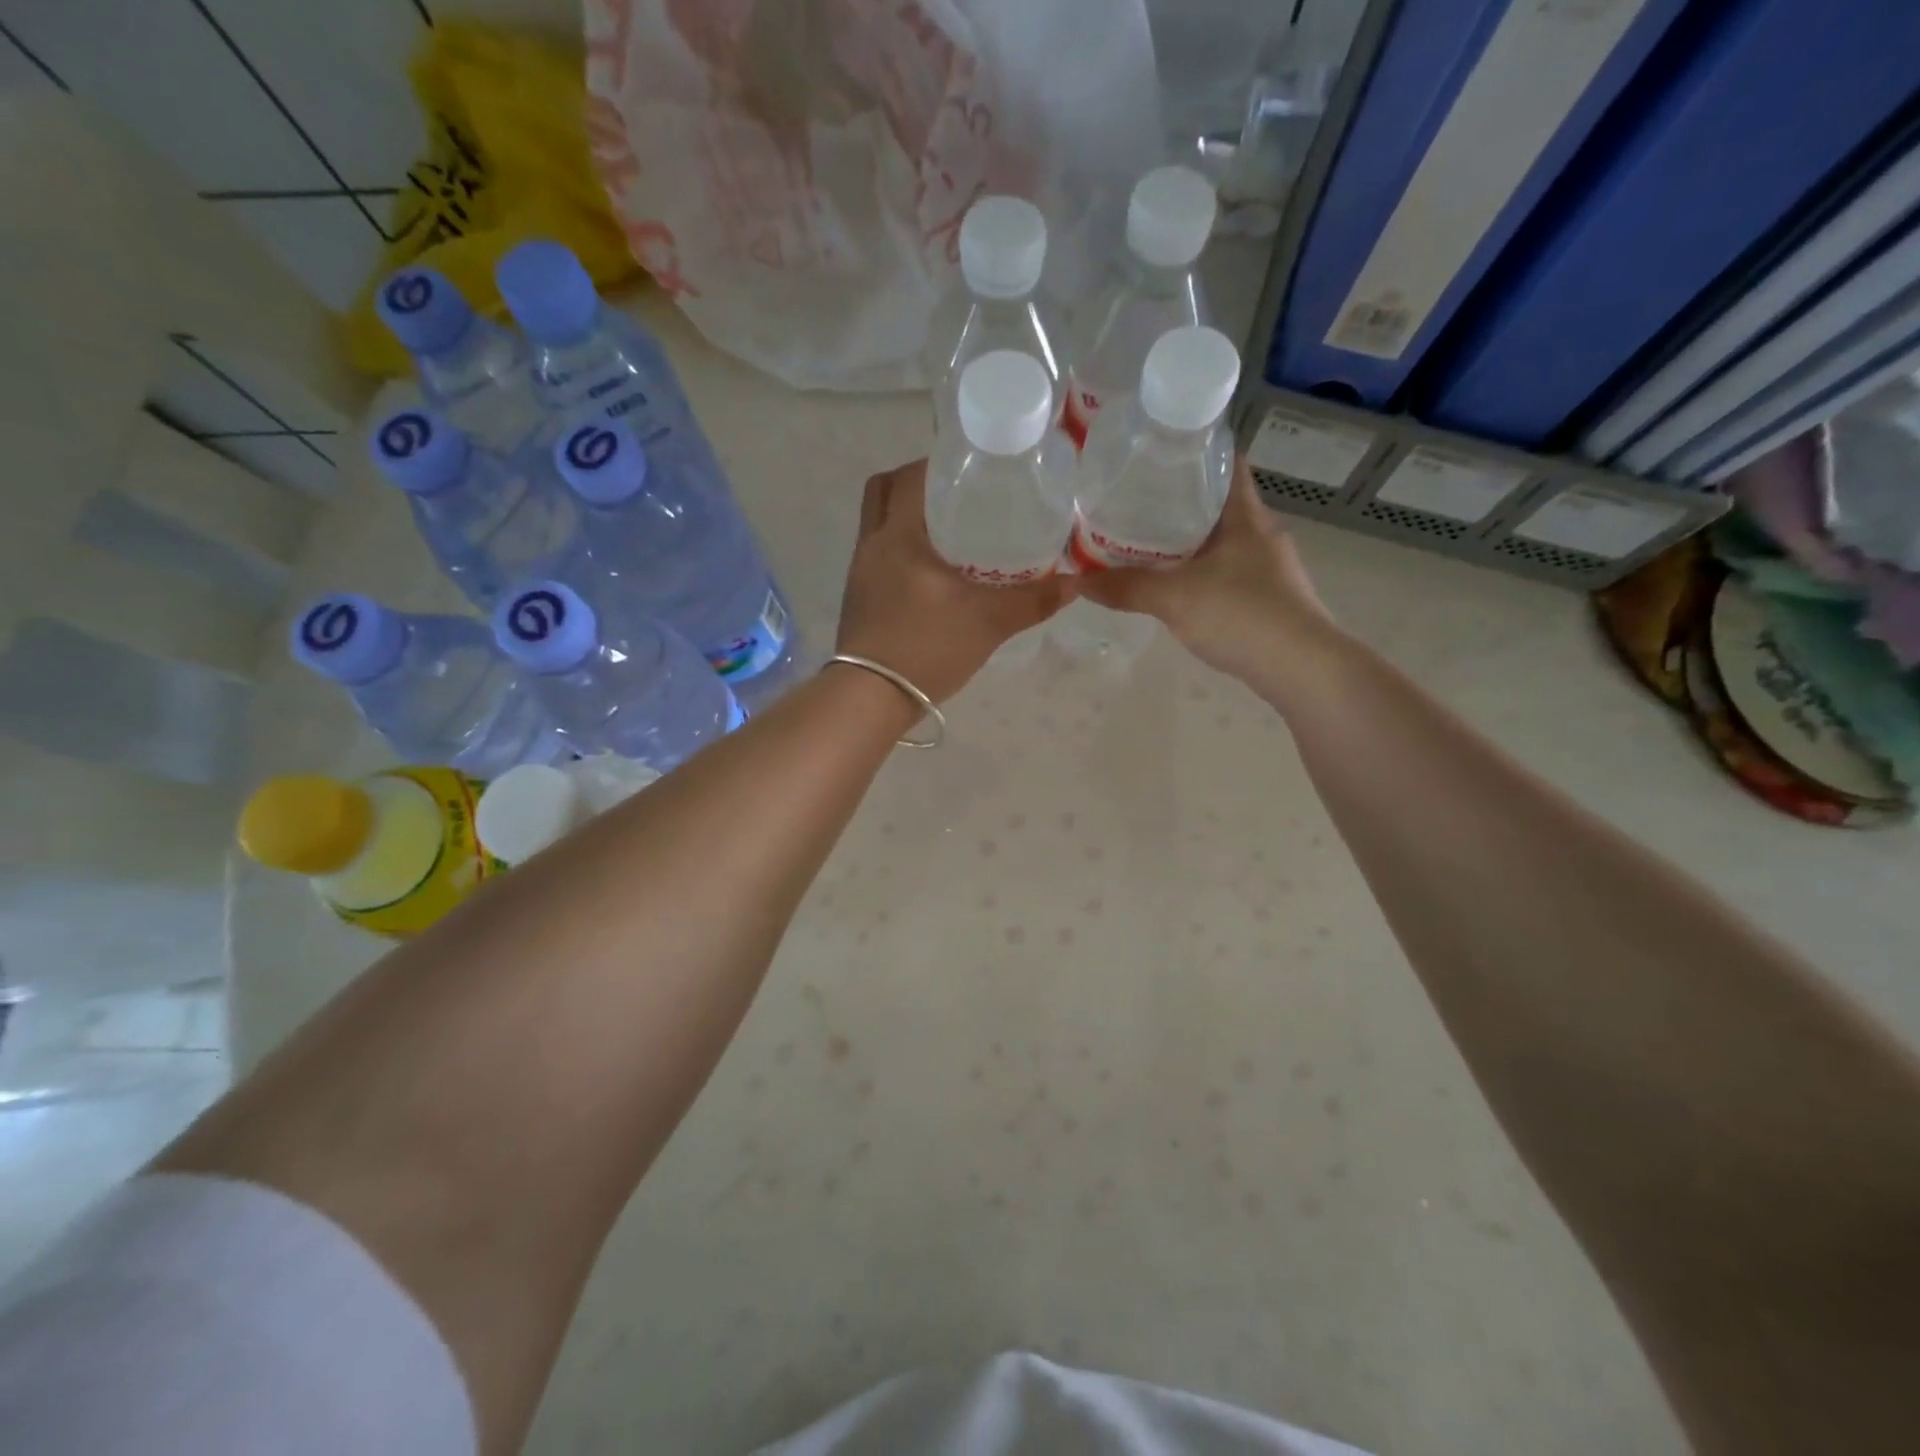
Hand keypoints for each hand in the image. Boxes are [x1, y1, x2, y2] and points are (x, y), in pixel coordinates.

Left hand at [835, 459, 1075, 701]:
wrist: (871, 698)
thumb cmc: (927, 648)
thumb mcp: (988, 622)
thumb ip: (1032, 601)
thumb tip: (1074, 583)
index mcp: (897, 535)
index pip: (910, 476)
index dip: (938, 462)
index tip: (971, 467)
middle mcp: (871, 545)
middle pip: (883, 491)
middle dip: (916, 484)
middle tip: (956, 495)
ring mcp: (859, 573)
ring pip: (878, 525)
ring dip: (907, 519)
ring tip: (950, 532)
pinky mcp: (858, 599)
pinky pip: (878, 556)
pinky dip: (901, 551)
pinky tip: (932, 574)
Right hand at [1080, 456, 1334, 681]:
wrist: (1301, 668)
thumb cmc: (1242, 615)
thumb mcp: (1175, 599)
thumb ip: (1126, 588)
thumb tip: (1077, 581)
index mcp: (1245, 516)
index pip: (1226, 463)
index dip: (1195, 452)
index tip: (1156, 454)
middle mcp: (1260, 533)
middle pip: (1217, 504)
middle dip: (1178, 502)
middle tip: (1133, 501)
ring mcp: (1268, 568)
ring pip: (1220, 542)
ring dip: (1187, 542)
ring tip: (1144, 543)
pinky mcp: (1268, 598)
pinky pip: (1226, 572)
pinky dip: (1199, 572)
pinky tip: (1174, 586)